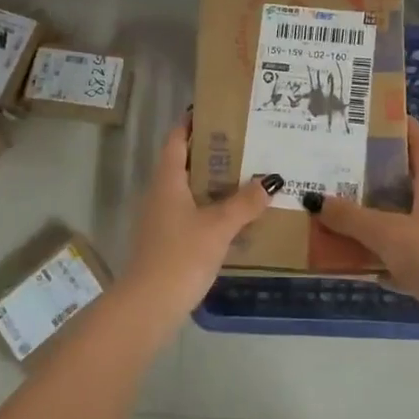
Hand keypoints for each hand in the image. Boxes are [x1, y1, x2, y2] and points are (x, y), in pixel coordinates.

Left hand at [123, 115, 278, 316]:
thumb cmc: (180, 256)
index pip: (176, 140)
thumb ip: (245, 203)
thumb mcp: (218, 227)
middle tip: (244, 143)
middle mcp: (160, 194)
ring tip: (245, 176)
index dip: (191, 123)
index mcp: (167, 180)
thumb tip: (270, 180)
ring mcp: (160, 219)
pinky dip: (209, 207)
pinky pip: (190, 212)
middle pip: (184, 162)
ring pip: (188, 189)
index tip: (216, 111)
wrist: (148, 307)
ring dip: (212, 181)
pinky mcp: (165, 241)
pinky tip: (233, 216)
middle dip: (211, 152)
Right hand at [314, 118, 418, 315]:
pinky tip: (361, 266)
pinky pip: (405, 258)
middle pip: (409, 185)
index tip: (388, 116)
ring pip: (404, 223)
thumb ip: (350, 218)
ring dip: (379, 221)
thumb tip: (315, 200)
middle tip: (349, 169)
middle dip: (381, 177)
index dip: (407, 130)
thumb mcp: (385, 232)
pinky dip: (384, 259)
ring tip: (347, 217)